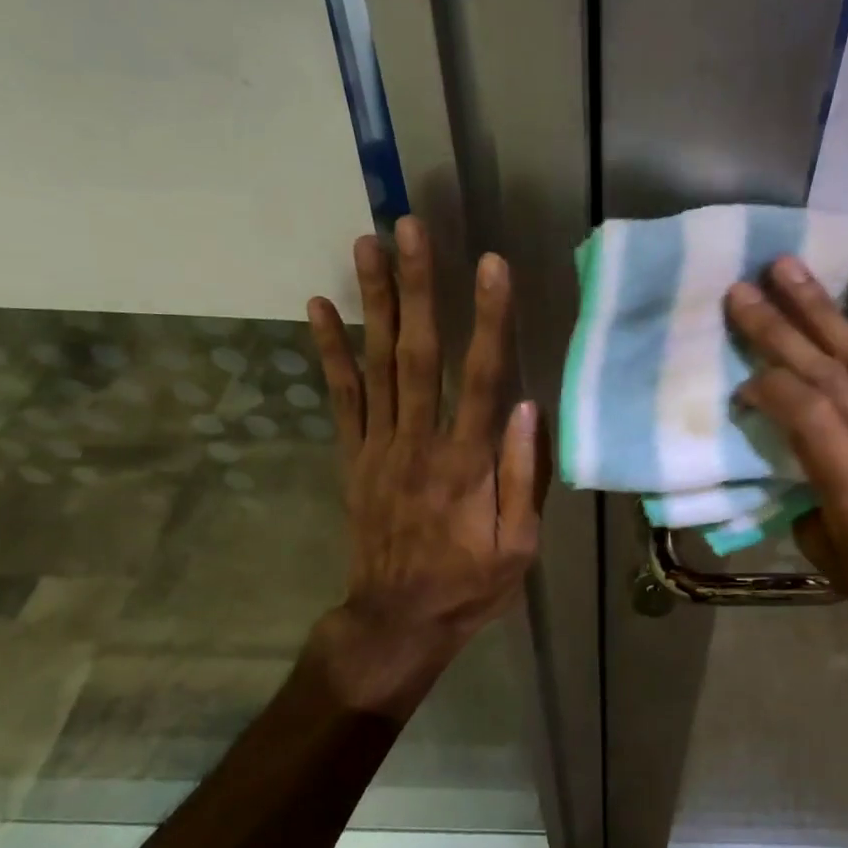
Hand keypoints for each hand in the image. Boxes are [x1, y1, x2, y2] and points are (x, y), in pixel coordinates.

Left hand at [307, 217, 544, 714]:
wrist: (395, 621)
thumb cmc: (469, 585)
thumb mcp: (518, 546)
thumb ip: (523, 477)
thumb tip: (528, 406)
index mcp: (466, 463)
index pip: (480, 377)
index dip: (488, 319)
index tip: (490, 265)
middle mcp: (418, 442)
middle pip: (418, 353)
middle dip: (418, 286)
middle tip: (412, 226)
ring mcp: (378, 446)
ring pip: (376, 363)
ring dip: (373, 301)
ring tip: (368, 243)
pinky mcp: (353, 456)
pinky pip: (340, 397)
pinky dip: (328, 351)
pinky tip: (319, 308)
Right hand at [726, 256, 847, 678]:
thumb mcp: (827, 558)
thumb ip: (806, 488)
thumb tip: (788, 431)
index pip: (814, 421)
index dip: (773, 387)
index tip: (743, 379)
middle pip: (838, 380)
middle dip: (784, 330)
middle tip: (745, 290)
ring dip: (826, 309)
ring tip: (790, 267)